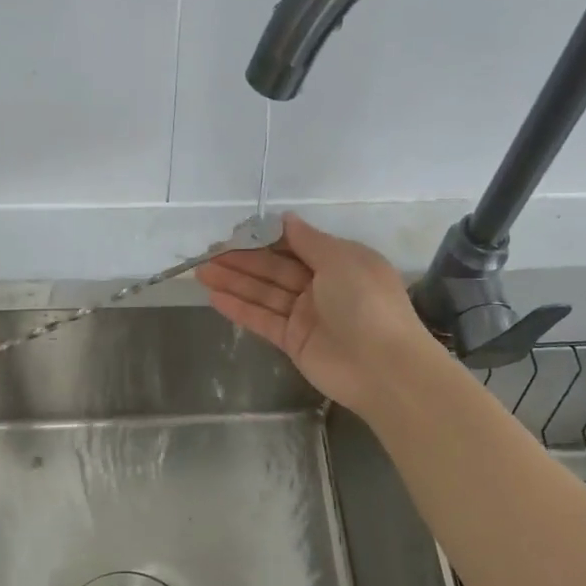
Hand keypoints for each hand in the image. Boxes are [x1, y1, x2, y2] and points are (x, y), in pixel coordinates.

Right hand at [196, 213, 441, 414]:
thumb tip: (286, 219)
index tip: (235, 231)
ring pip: (264, 293)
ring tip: (201, 271)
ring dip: (234, 281)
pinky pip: (262, 320)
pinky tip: (214, 297)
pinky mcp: (293, 341)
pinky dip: (240, 309)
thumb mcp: (341, 259)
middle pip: (275, 269)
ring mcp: (306, 315)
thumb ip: (308, 240)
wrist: (384, 367)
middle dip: (242, 259)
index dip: (265, 238)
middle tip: (208, 251)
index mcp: (339, 261)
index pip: (295, 245)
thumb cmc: (365, 302)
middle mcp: (322, 286)